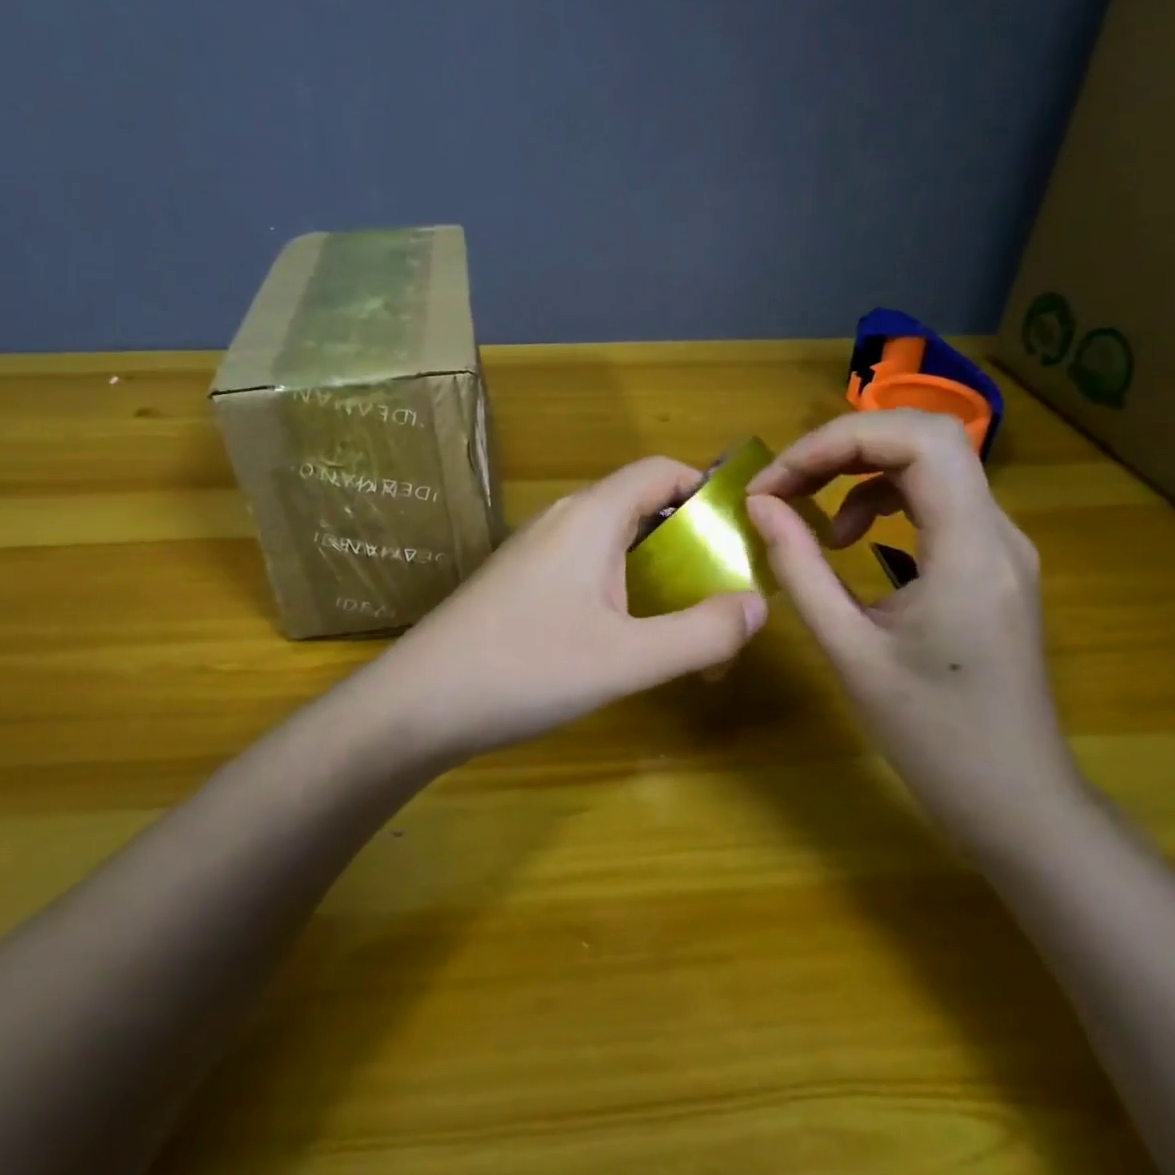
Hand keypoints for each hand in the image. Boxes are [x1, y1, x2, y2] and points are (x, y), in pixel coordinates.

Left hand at [367, 457, 768, 761]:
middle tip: (724, 590)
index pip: (659, 470)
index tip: (742, 531)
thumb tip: (758, 605)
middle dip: (689, 542)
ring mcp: (535, 552)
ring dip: (656, 572)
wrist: (416, 704)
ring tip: (686, 623)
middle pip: (640, 506)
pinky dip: (622, 590)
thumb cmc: (526, 669)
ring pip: (612, 543)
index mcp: (590, 516)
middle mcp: (562, 521)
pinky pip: (585, 569)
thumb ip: (701, 633)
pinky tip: (627, 639)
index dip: (706, 488)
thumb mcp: (627, 658)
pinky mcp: (518, 583)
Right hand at [745, 411, 1085, 860]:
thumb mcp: (849, 651)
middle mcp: (998, 532)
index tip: (778, 480)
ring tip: (805, 507)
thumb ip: (799, 568)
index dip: (838, 440)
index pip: (917, 441)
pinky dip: (881, 498)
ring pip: (930, 463)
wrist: (1018, 802)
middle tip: (785, 483)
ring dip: (859, 468)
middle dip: (842, 445)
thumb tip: (759, 504)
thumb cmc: (932, 737)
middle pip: (924, 438)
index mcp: (971, 550)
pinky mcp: (992, 563)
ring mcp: (1001, 546)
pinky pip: (935, 499)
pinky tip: (849, 538)